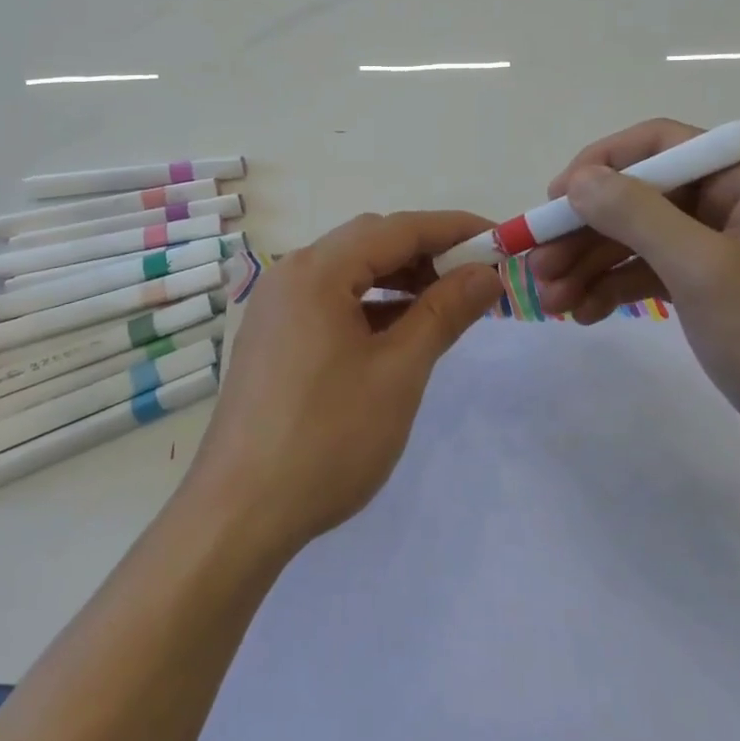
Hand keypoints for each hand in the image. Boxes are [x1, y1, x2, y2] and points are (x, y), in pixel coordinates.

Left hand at [183, 211, 504, 557]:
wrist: (239, 512)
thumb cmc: (327, 438)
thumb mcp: (398, 373)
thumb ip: (443, 313)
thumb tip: (486, 274)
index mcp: (317, 271)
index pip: (397, 228)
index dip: (454, 229)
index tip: (500, 241)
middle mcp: (290, 274)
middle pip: (369, 243)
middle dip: (426, 253)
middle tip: (475, 280)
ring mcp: (276, 306)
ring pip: (348, 273)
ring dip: (398, 280)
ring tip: (444, 306)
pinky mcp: (272, 337)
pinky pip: (329, 301)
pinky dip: (369, 306)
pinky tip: (397, 334)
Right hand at [528, 119, 739, 480]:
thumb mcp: (704, 271)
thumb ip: (637, 215)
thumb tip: (579, 178)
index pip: (659, 145)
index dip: (599, 166)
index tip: (553, 202)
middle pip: (643, 197)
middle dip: (586, 231)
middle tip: (537, 267)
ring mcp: (732, 249)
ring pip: (644, 238)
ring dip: (593, 264)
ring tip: (551, 303)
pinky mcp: (724, 289)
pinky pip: (659, 272)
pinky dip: (620, 288)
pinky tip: (584, 314)